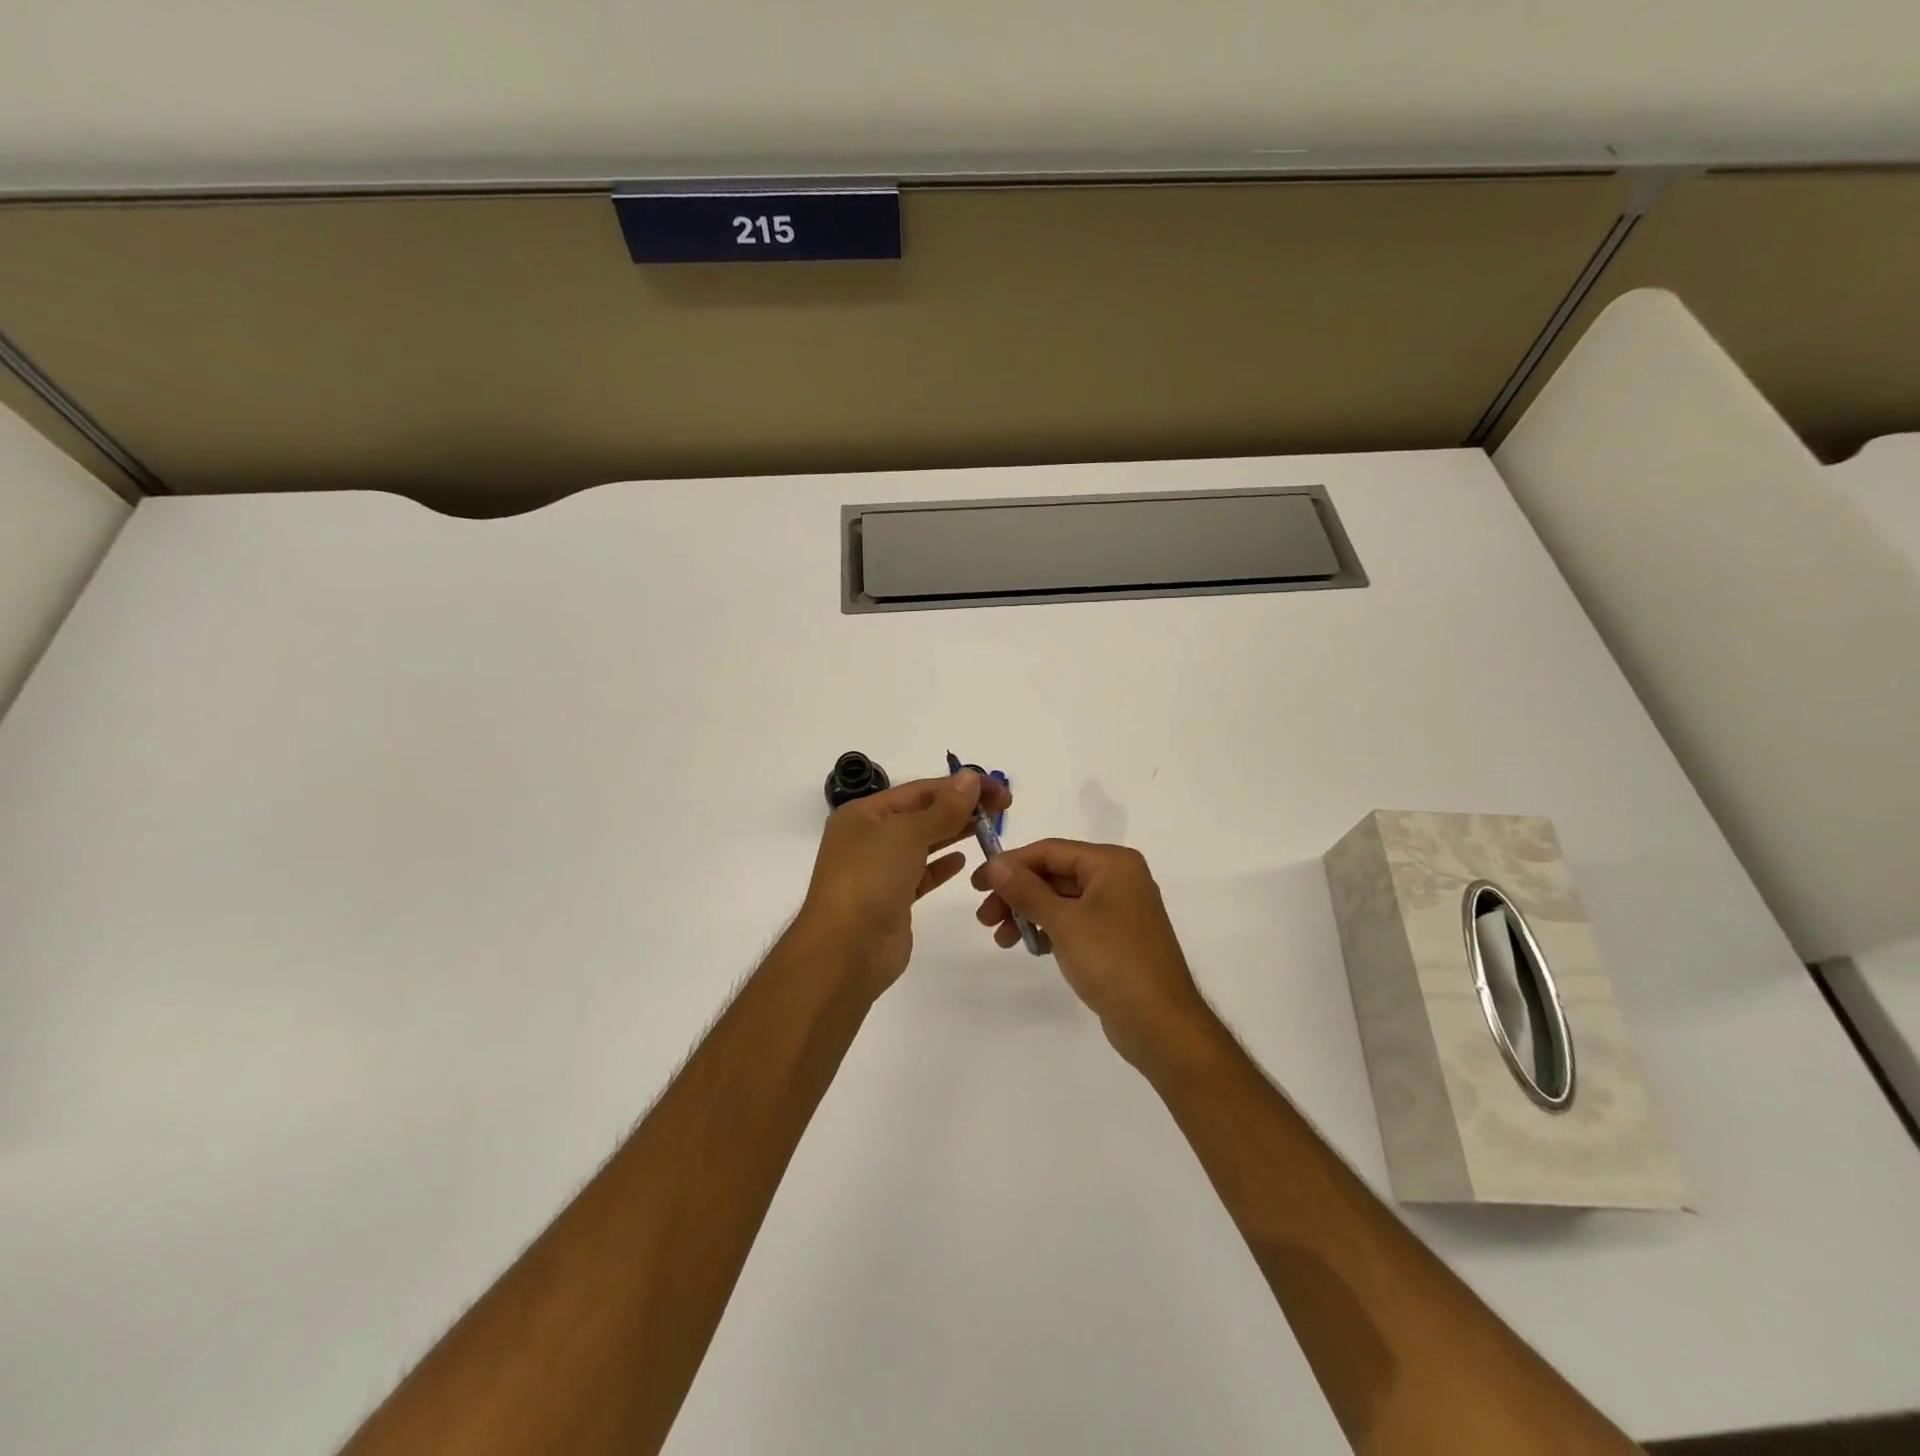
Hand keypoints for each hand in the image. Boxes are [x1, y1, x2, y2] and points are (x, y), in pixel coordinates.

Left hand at [799, 770, 1011, 997]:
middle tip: (1003, 808)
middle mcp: (868, 838)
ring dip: (954, 833)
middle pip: (921, 814)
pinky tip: (963, 861)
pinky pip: (921, 875)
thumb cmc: (870, 879)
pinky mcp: (892, 900)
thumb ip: (943, 808)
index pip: (919, 790)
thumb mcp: (907, 834)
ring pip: (923, 844)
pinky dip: (941, 866)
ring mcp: (879, 871)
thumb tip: (970, 777)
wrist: (845, 950)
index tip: (998, 789)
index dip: (959, 786)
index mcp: (863, 814)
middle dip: (960, 808)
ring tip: (990, 828)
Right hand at [973, 840, 1216, 1071]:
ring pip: (1061, 899)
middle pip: (1054, 874)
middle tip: (984, 917)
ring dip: (1027, 913)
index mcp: (1112, 863)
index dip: (1011, 864)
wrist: (1161, 1025)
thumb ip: (1026, 889)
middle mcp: (1118, 878)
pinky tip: (1028, 945)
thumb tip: (995, 863)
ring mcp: (1118, 909)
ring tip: (1000, 938)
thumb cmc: (1113, 962)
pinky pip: (1073, 921)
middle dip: (1016, 893)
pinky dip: (1048, 928)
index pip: (1051, 850)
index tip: (977, 883)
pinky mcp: (1114, 938)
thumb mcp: (1064, 922)